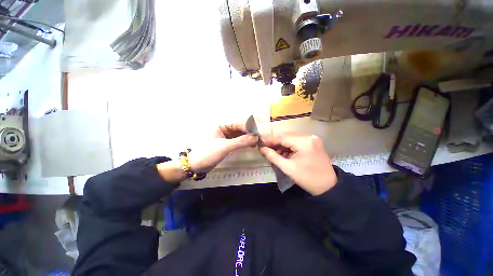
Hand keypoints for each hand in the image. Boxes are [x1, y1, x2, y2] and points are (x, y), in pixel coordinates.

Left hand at [188, 123, 257, 172]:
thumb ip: (240, 142)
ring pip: (239, 135)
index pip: (237, 123)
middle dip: (249, 132)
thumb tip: (255, 138)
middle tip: (259, 137)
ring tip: (257, 141)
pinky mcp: (227, 143)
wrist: (196, 166)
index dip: (248, 127)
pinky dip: (244, 142)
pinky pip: (237, 140)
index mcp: (221, 125)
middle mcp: (224, 129)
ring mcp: (225, 136)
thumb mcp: (224, 147)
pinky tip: (251, 144)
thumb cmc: (208, 153)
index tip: (257, 132)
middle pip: (239, 128)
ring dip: (248, 138)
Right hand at [259, 134, 336, 195]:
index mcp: (304, 142)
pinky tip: (282, 152)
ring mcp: (312, 138)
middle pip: (286, 136)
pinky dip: (288, 146)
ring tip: (272, 151)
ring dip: (281, 144)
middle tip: (264, 147)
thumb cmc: (307, 179)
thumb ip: (273, 156)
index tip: (259, 142)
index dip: (269, 139)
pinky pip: (296, 141)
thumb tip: (262, 148)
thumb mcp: (288, 168)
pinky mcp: (313, 142)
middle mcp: (309, 136)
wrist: (328, 186)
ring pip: (291, 138)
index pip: (282, 137)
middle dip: (274, 142)